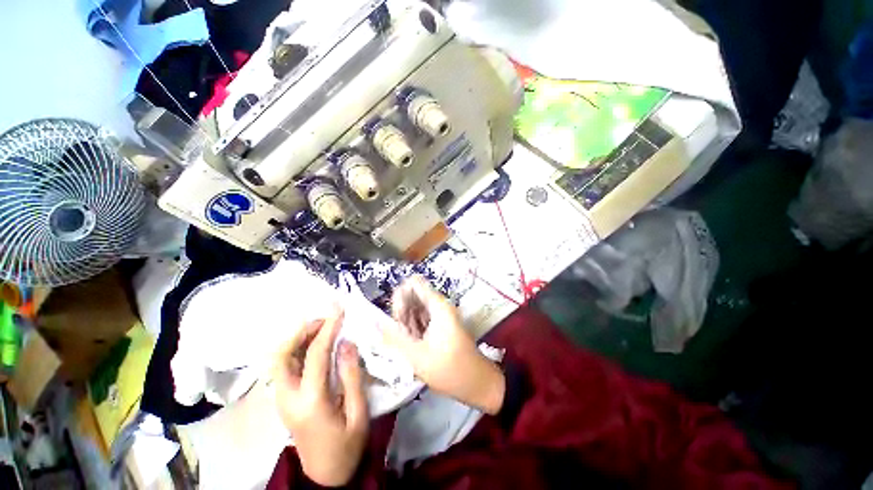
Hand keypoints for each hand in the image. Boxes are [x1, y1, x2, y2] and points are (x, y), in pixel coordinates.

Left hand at [272, 310, 368, 486]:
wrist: (324, 476)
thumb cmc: (346, 445)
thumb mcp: (358, 412)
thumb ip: (352, 375)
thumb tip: (347, 342)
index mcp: (310, 401)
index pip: (315, 354)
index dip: (328, 328)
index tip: (338, 309)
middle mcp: (288, 397)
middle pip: (282, 354)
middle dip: (302, 330)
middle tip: (325, 319)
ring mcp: (281, 399)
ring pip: (279, 359)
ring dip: (297, 337)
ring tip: (321, 326)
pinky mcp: (282, 400)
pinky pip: (283, 366)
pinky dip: (295, 348)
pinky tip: (312, 343)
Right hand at [383, 276, 505, 413]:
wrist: (478, 383)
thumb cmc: (450, 370)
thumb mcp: (417, 356)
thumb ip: (393, 337)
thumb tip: (374, 322)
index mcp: (438, 306)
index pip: (413, 283)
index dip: (400, 297)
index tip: (398, 320)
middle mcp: (440, 305)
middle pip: (413, 295)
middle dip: (402, 313)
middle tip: (402, 336)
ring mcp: (442, 314)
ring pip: (416, 307)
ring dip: (407, 322)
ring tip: (409, 344)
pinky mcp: (442, 324)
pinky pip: (422, 317)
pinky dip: (414, 328)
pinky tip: (415, 345)